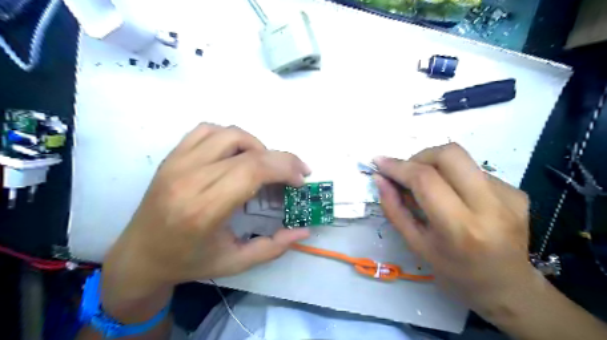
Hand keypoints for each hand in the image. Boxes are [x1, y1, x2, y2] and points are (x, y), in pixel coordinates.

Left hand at [101, 125, 310, 320]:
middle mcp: (189, 179)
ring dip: (257, 146)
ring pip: (230, 134)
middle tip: (296, 173)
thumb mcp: (236, 263)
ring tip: (265, 165)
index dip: (284, 168)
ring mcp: (177, 163)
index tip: (300, 180)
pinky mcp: (172, 157)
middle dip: (282, 159)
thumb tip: (304, 230)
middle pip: (248, 151)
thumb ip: (274, 247)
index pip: (253, 170)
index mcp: (204, 210)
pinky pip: (207, 130)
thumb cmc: (189, 262)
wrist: (139, 256)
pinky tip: (237, 155)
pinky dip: (230, 137)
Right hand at [375, 142, 534, 315]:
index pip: (425, 179)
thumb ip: (394, 209)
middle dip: (420, 156)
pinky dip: (455, 178)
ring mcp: (508, 196)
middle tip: (408, 173)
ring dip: (436, 166)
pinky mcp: (517, 192)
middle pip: (450, 154)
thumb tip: (380, 179)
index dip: (398, 166)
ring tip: (431, 189)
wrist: (508, 288)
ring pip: (462, 159)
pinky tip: (456, 198)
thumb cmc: (455, 272)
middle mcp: (490, 207)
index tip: (380, 162)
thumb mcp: (416, 245)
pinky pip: (474, 171)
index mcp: (460, 228)